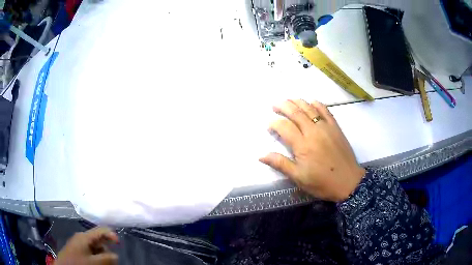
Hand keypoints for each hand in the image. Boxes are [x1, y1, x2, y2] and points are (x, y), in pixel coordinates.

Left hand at [55, 227, 119, 264]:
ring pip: (95, 248)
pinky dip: (97, 257)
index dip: (111, 234)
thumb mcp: (94, 262)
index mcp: (84, 236)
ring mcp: (79, 244)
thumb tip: (116, 255)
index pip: (101, 230)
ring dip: (102, 255)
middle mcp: (82, 237)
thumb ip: (106, 258)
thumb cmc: (78, 263)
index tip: (120, 244)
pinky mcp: (77, 250)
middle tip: (112, 261)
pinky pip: (91, 252)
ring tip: (104, 264)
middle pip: (99, 240)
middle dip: (107, 249)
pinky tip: (97, 263)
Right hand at [260, 100, 365, 201]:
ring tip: (289, 100)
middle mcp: (313, 131)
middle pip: (295, 112)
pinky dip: (317, 104)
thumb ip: (281, 164)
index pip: (284, 127)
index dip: (274, 124)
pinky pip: (325, 110)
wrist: (348, 181)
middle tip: (274, 105)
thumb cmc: (322, 182)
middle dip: (283, 106)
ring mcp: (326, 127)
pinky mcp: (335, 127)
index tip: (269, 125)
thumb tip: (261, 156)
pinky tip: (311, 102)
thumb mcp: (299, 177)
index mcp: (302, 145)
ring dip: (297, 102)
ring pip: (309, 108)